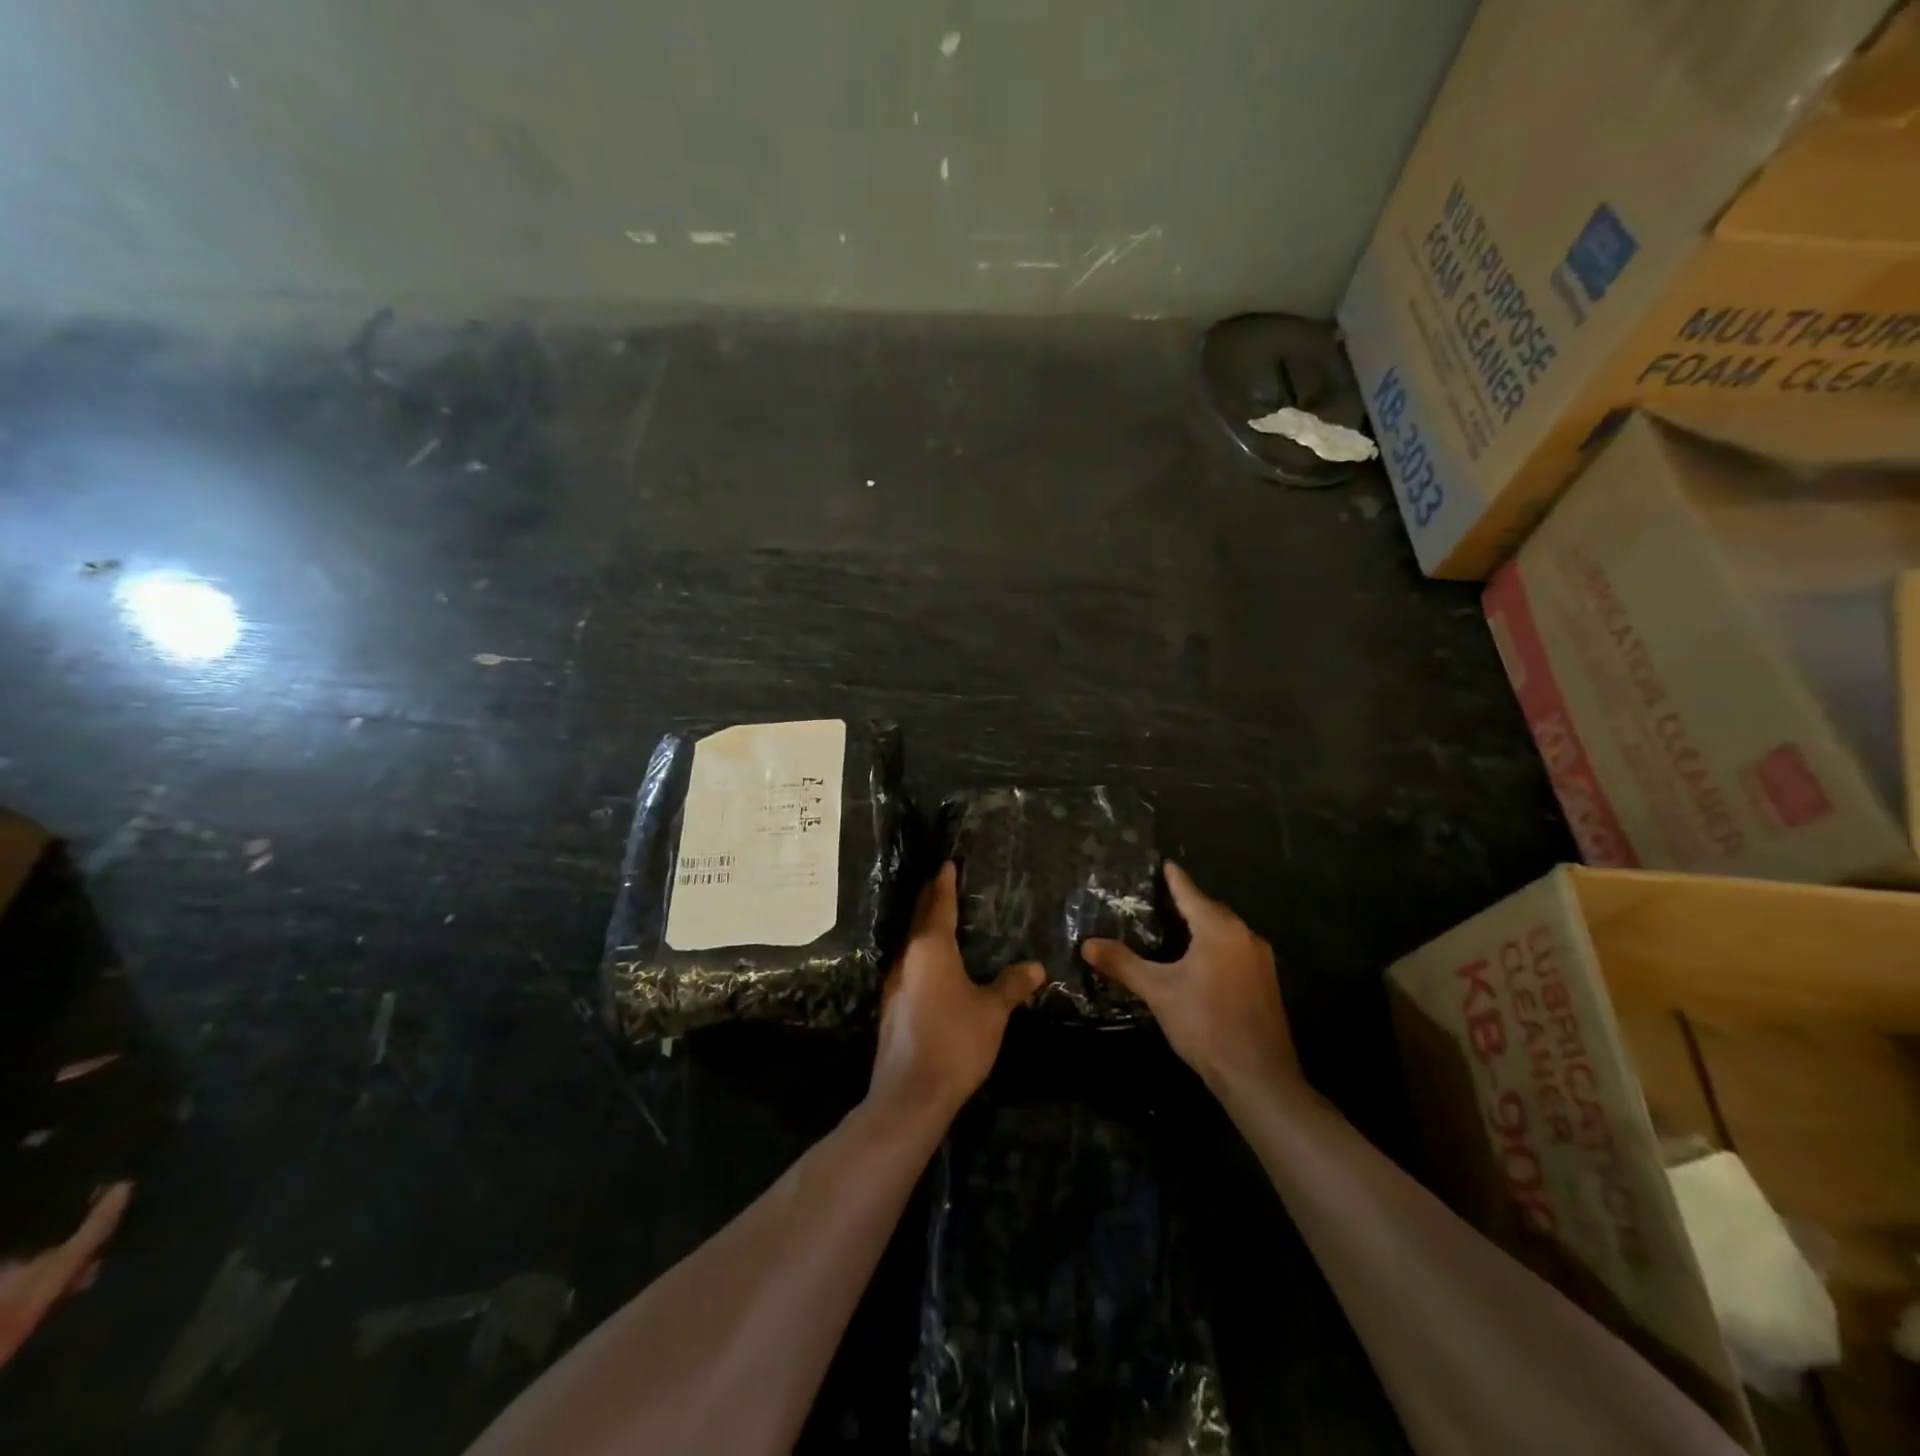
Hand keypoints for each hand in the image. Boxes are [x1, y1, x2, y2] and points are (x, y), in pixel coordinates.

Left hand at [869, 864, 1042, 1119]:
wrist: (910, 1094)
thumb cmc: (955, 1041)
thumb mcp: (992, 1011)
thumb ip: (1013, 985)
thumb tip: (1036, 967)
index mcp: (931, 948)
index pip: (939, 904)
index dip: (945, 883)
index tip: (948, 864)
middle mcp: (907, 957)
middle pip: (919, 918)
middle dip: (931, 899)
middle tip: (943, 883)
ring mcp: (894, 982)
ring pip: (911, 942)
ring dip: (924, 926)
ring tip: (941, 918)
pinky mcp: (891, 1005)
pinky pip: (909, 964)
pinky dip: (921, 952)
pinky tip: (932, 965)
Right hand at [1082, 861, 1299, 1095]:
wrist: (1259, 1078)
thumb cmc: (1206, 1024)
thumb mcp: (1158, 991)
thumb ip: (1123, 964)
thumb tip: (1087, 944)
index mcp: (1219, 928)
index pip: (1189, 892)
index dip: (1172, 877)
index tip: (1161, 862)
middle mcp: (1244, 935)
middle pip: (1209, 909)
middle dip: (1184, 902)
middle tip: (1154, 898)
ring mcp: (1260, 960)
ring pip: (1223, 932)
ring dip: (1199, 927)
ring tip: (1171, 927)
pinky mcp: (1265, 983)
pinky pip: (1233, 951)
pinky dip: (1213, 947)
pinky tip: (1196, 962)